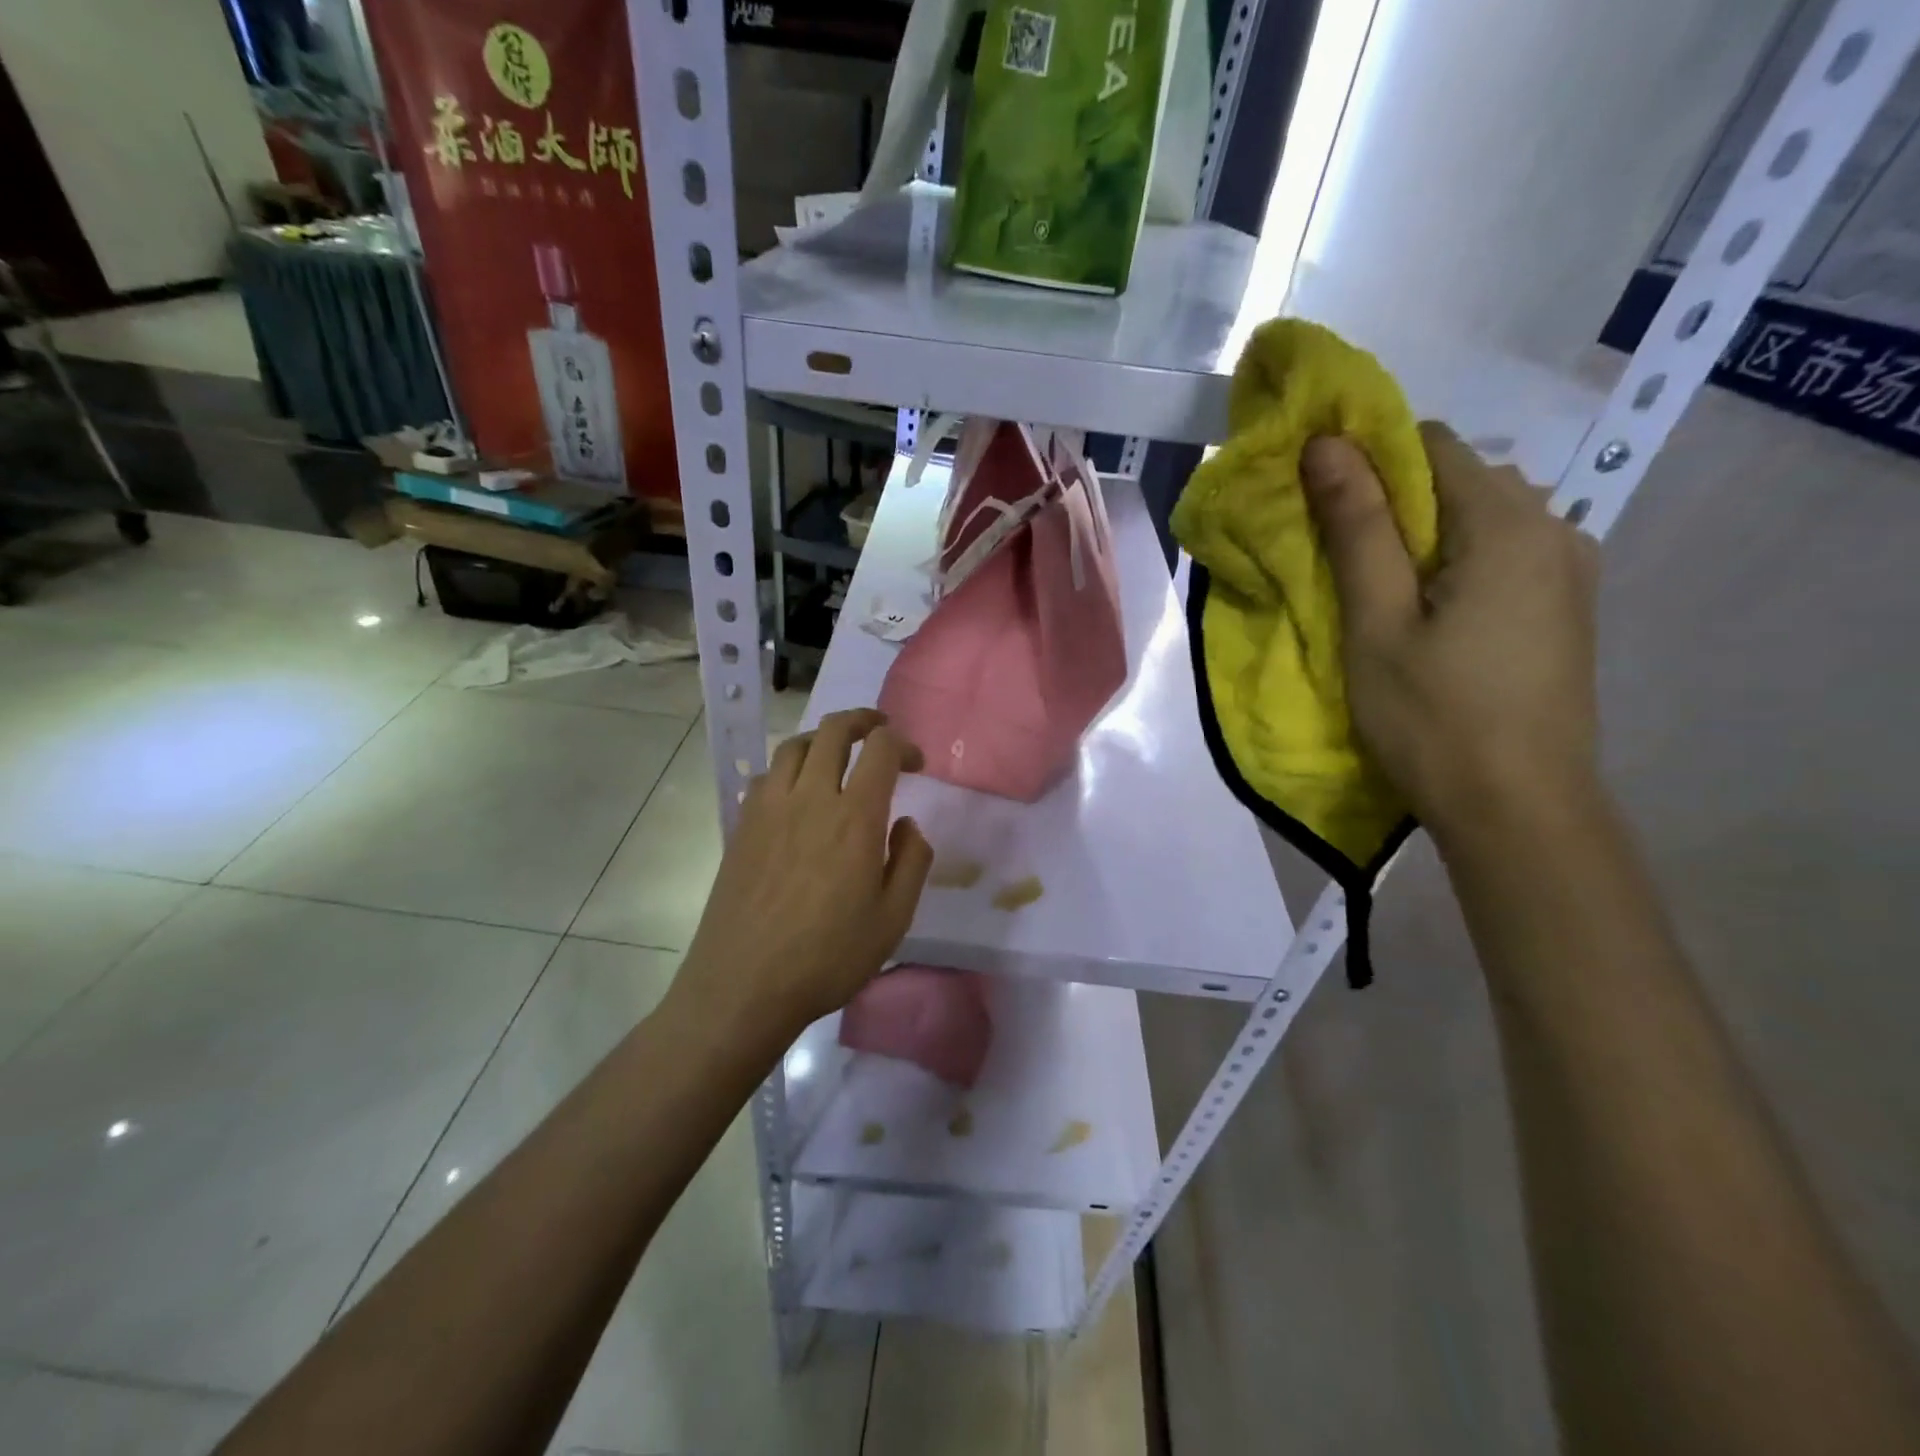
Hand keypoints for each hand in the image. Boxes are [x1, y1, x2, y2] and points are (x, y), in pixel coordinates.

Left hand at [675, 709, 933, 1042]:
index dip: (902, 744)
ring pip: (794, 745)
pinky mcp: (742, 826)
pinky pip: (767, 775)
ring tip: (837, 754)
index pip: (879, 750)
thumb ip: (911, 861)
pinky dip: (789, 768)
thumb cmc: (828, 957)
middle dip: (862, 721)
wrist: (743, 986)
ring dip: (822, 739)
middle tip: (879, 732)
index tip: (915, 764)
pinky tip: (797, 793)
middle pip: (833, 731)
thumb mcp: (893, 919)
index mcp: (854, 817)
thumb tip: (907, 823)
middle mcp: (810, 798)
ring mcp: (769, 809)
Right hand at [1300, 423, 1600, 839]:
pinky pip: (1504, 556)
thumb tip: (1326, 443)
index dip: (1369, 461)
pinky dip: (1455, 566)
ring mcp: (1570, 571)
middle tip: (1340, 562)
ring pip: (1482, 520)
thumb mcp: (1377, 623)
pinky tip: (1429, 617)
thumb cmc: (1433, 717)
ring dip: (1423, 540)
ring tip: (1380, 597)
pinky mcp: (1566, 609)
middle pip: (1461, 479)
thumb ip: (1357, 528)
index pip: (1432, 445)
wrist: (1519, 810)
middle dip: (1393, 504)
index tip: (1321, 506)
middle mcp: (1554, 528)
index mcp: (1507, 524)